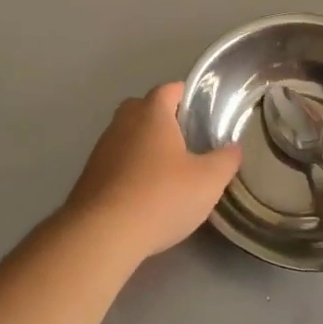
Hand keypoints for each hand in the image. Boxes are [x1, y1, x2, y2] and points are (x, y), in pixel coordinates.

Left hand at [63, 82, 242, 261]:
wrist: (102, 234)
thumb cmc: (161, 197)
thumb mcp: (208, 181)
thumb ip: (226, 160)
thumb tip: (233, 148)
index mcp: (151, 113)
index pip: (170, 89)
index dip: (188, 96)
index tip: (204, 113)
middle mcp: (122, 123)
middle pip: (144, 109)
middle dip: (164, 120)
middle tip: (187, 142)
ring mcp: (101, 149)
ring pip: (128, 137)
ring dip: (145, 147)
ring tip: (168, 172)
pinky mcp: (89, 176)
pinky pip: (116, 163)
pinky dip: (130, 170)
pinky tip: (144, 194)